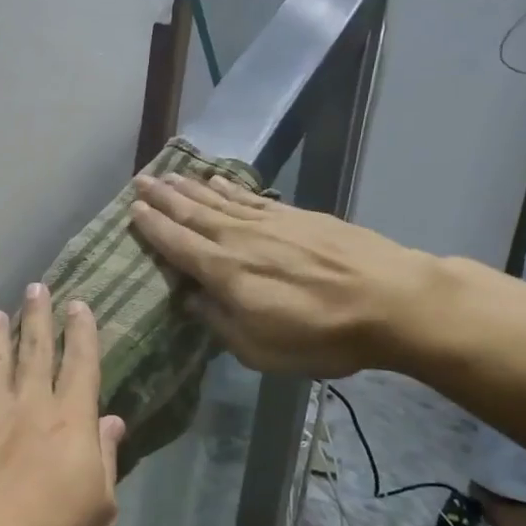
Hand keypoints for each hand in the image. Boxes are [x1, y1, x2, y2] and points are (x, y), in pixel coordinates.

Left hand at [0, 283, 125, 525]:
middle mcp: (27, 406)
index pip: (80, 365)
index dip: (82, 332)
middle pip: (35, 351)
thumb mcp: (99, 511)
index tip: (79, 304)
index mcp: (69, 422)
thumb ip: (106, 461)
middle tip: (36, 287)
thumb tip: (112, 422)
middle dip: (38, 317)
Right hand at [129, 175, 436, 377]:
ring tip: (170, 175)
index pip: (178, 244)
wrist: (391, 301)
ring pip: (220, 199)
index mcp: (225, 272)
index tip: (133, 210)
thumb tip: (193, 298)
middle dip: (164, 198)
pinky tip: (219, 180)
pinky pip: (251, 197)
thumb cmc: (320, 336)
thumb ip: (219, 322)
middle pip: (193, 213)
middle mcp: (240, 239)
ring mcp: (270, 222)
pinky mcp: (297, 216)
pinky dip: (231, 187)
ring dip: (191, 188)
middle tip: (141, 180)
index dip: (153, 228)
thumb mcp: (259, 349)